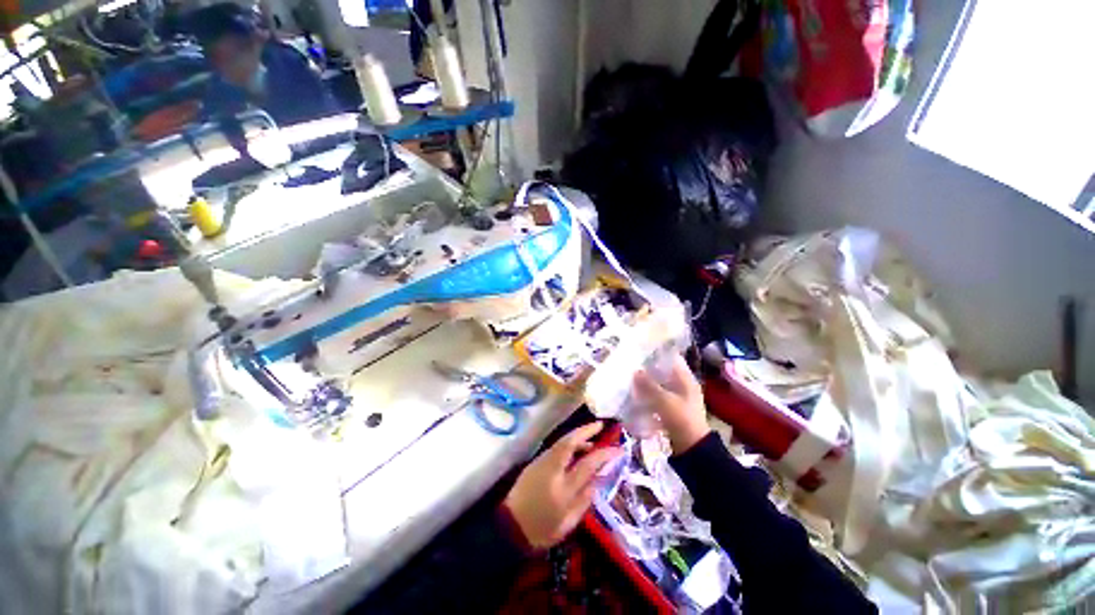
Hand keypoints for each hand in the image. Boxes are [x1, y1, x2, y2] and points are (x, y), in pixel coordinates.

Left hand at [504, 422, 621, 549]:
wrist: (509, 528)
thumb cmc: (542, 530)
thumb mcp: (568, 522)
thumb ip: (585, 499)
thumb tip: (599, 479)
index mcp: (563, 488)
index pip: (588, 464)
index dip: (605, 454)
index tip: (618, 448)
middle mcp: (552, 469)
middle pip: (570, 442)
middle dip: (586, 430)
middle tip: (600, 425)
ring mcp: (541, 462)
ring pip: (561, 442)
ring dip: (577, 436)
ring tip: (592, 440)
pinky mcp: (535, 462)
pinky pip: (555, 447)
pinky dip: (567, 443)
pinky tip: (575, 449)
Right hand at [634, 353, 709, 453]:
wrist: (691, 447)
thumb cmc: (681, 418)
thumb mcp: (663, 399)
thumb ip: (649, 385)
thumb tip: (636, 371)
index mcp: (687, 380)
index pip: (673, 360)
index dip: (658, 355)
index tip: (642, 352)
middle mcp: (684, 386)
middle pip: (665, 373)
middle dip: (650, 371)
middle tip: (633, 366)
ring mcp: (679, 399)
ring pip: (661, 386)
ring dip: (649, 384)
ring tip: (633, 380)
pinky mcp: (673, 410)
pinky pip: (659, 398)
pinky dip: (650, 396)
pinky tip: (638, 396)